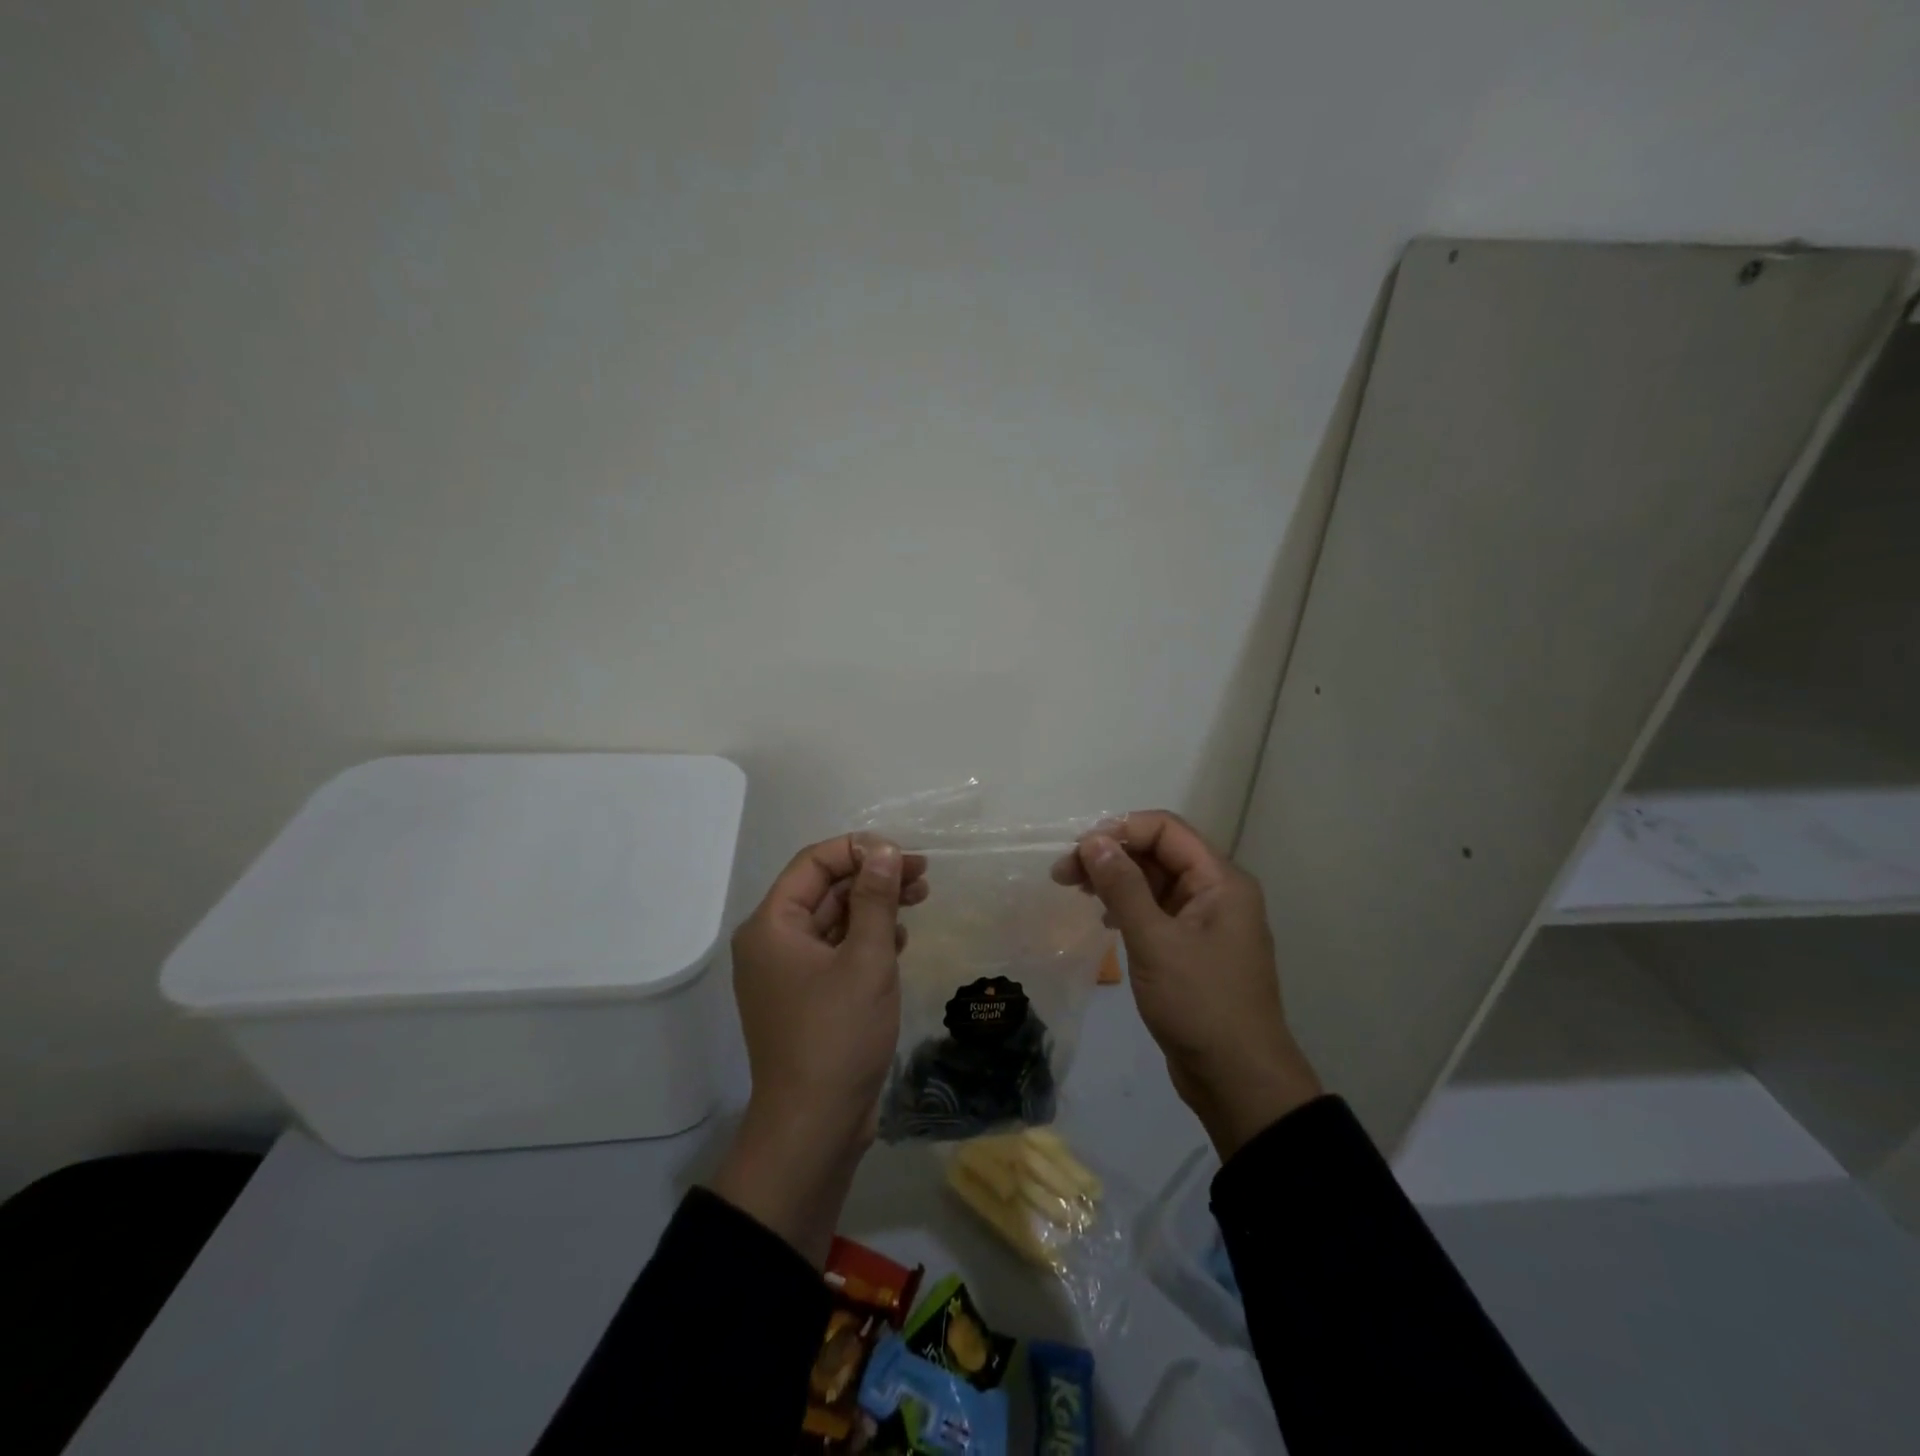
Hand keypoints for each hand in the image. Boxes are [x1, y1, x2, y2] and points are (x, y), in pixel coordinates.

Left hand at [710, 834, 926, 1264]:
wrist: (814, 1127)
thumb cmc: (838, 1035)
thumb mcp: (866, 958)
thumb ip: (875, 898)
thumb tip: (882, 849)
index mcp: (772, 925)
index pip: (814, 863)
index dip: (859, 850)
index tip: (904, 856)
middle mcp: (772, 942)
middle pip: (825, 889)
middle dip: (873, 877)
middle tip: (922, 875)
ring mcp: (788, 973)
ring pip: (834, 920)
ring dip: (875, 907)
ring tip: (919, 899)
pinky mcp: (807, 997)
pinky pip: (836, 951)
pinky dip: (866, 939)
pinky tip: (899, 941)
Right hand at [1054, 811, 1320, 1159]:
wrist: (1239, 1081)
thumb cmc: (1200, 1004)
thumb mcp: (1155, 941)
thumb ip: (1123, 886)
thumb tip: (1093, 841)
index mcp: (1220, 881)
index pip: (1166, 829)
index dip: (1120, 830)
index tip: (1078, 851)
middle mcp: (1216, 892)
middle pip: (1159, 852)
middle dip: (1111, 855)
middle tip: (1063, 874)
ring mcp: (1205, 922)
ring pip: (1154, 881)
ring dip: (1115, 880)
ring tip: (1074, 890)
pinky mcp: (1192, 948)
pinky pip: (1156, 911)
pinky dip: (1127, 906)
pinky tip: (1104, 918)